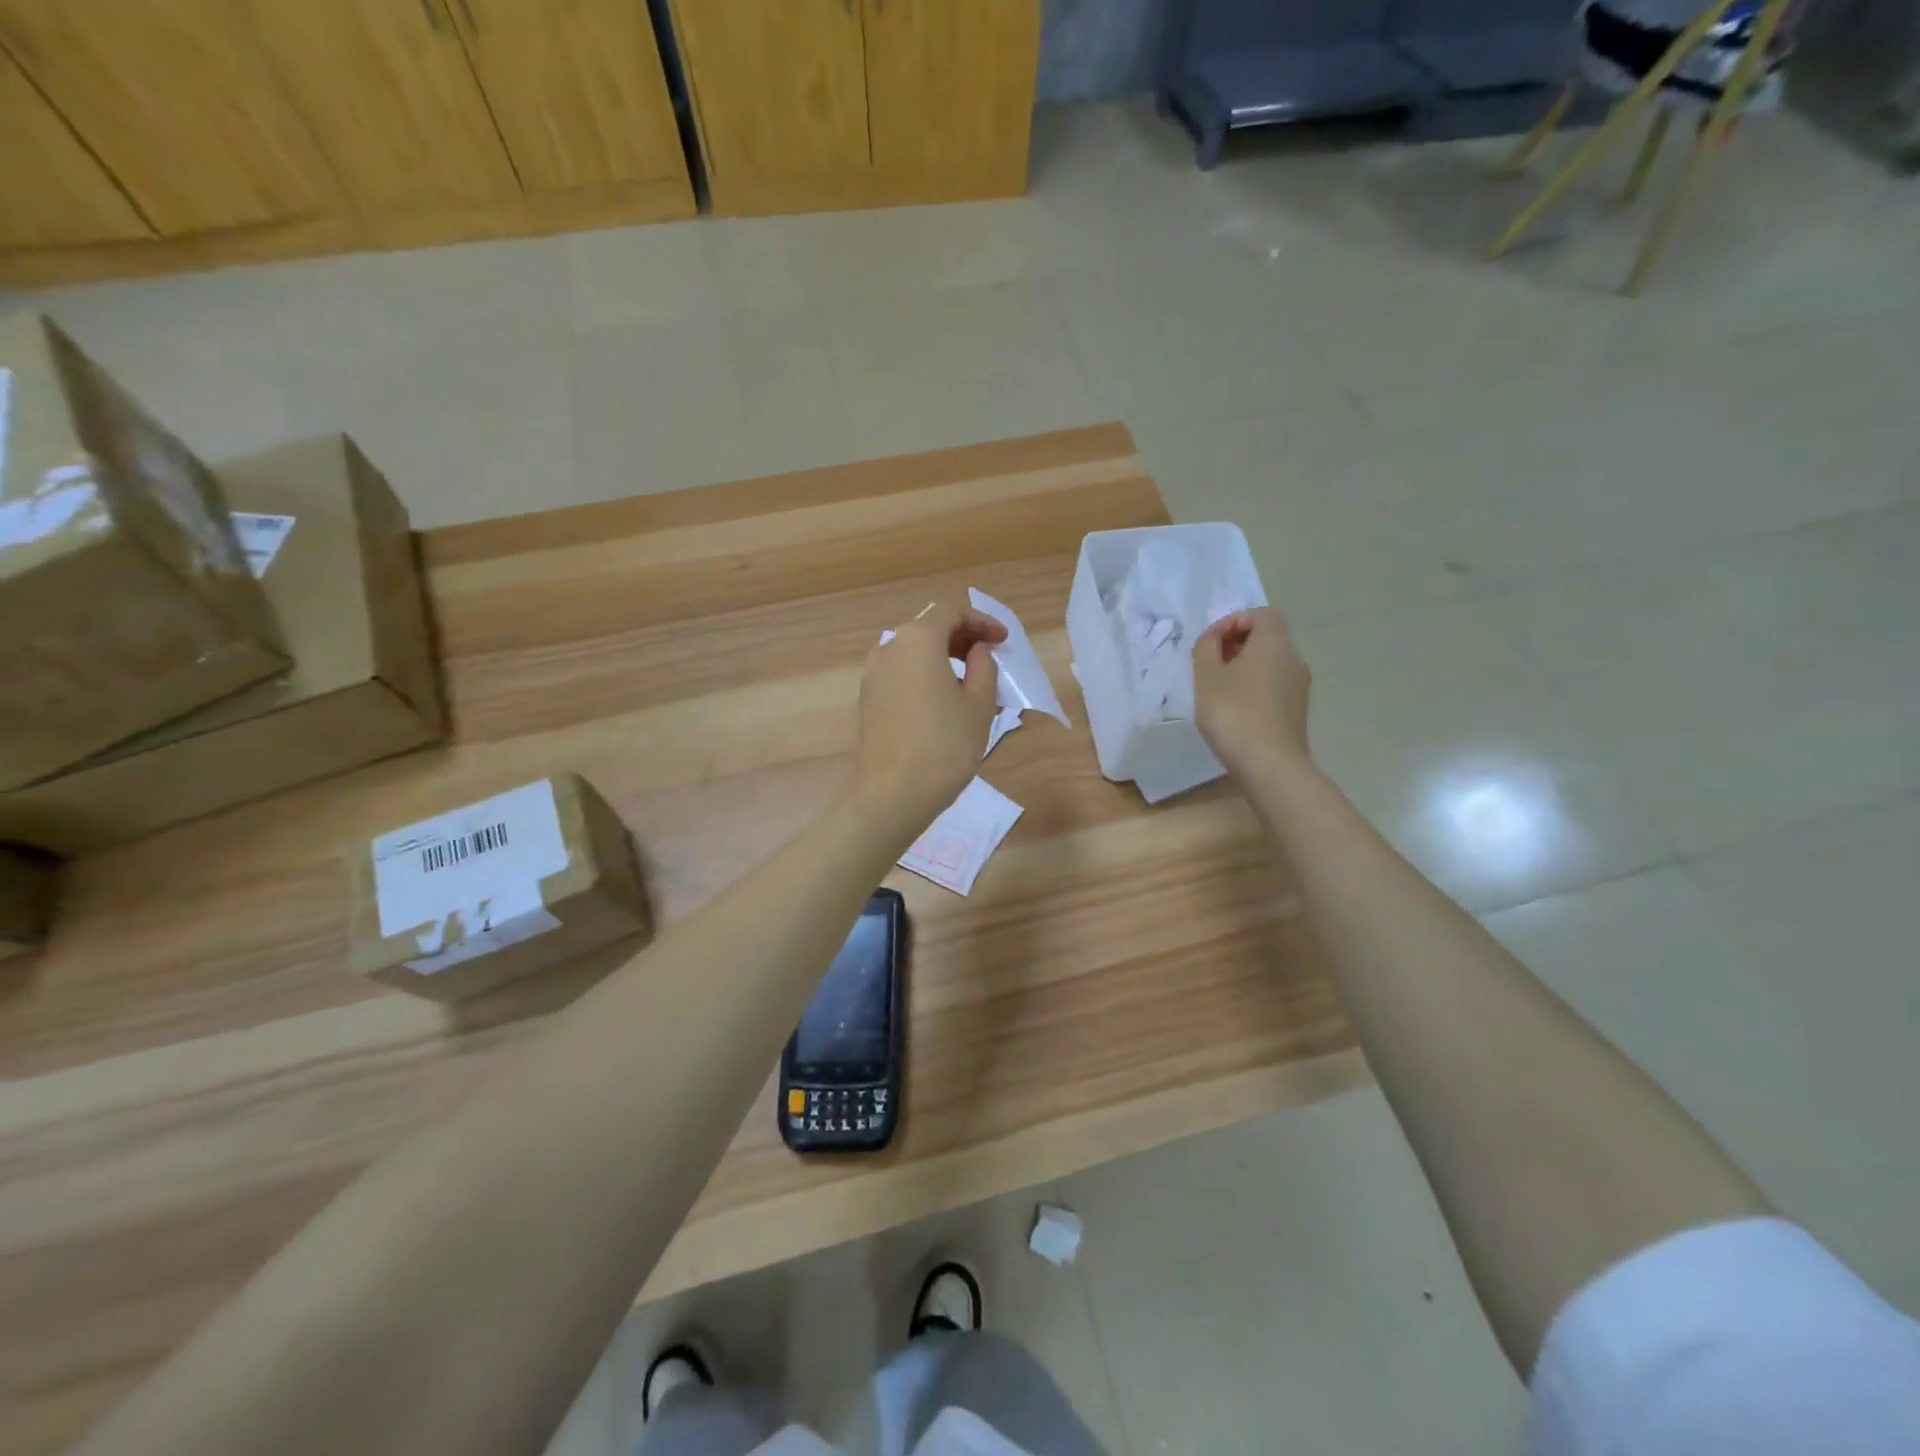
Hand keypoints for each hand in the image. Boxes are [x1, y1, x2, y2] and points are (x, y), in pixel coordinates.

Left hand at [853, 599, 1006, 840]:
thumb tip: (977, 651)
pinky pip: (901, 671)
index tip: (1002, 641)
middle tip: (990, 655)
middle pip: (929, 626)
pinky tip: (944, 697)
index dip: (981, 620)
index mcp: (917, 640)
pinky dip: (925, 673)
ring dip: (943, 655)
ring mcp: (873, 673)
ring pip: (913, 650)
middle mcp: (889, 647)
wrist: (893, 794)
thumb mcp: (979, 705)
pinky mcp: (868, 698)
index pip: (951, 611)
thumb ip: (984, 666)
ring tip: (970, 679)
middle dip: (962, 635)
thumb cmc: (945, 746)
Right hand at [1193, 608, 1312, 776]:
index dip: (1236, 620)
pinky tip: (1235, 711)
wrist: (1269, 765)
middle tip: (1210, 665)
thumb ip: (1206, 648)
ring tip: (1218, 690)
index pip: (1263, 614)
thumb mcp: (1206, 676)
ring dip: (1245, 669)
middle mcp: (1293, 659)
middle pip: (1268, 639)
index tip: (1212, 643)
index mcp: (1274, 643)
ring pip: (1271, 665)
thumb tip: (1215, 638)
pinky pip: (1274, 687)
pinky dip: (1254, 689)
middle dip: (1238, 645)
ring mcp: (1299, 687)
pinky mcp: (1297, 711)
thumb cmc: (1233, 713)